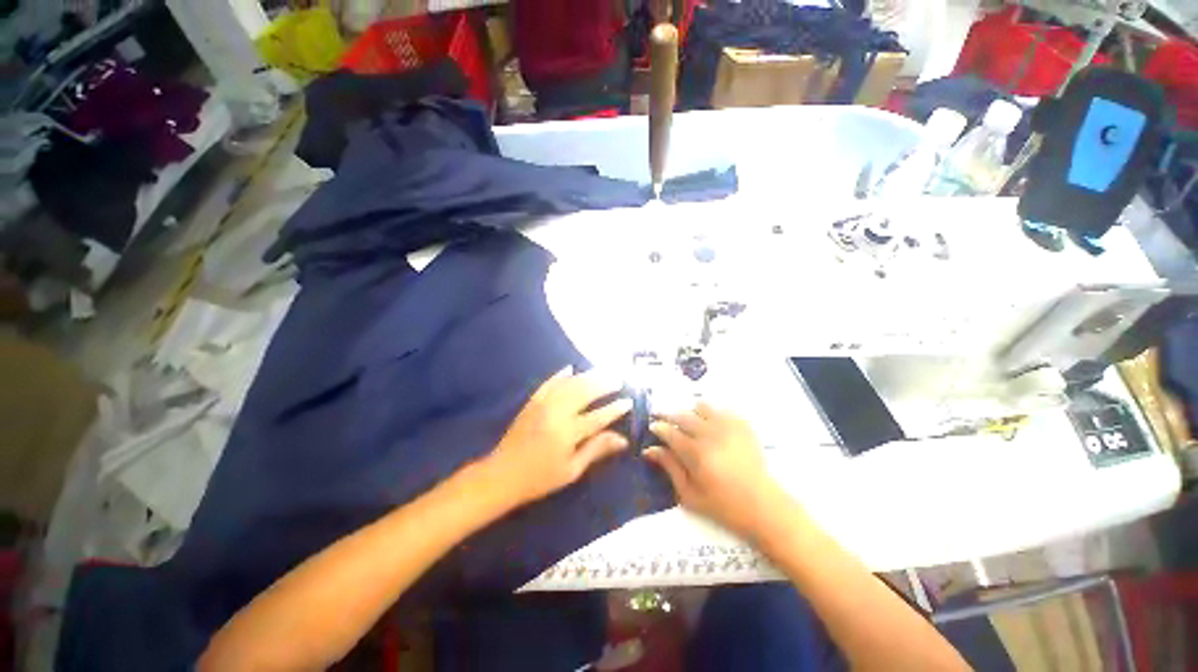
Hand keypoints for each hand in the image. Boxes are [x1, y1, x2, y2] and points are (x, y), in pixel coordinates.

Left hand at [485, 368, 631, 507]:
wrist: (502, 475)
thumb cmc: (540, 478)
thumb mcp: (571, 470)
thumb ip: (596, 450)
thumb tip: (622, 439)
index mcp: (569, 432)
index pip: (598, 416)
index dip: (615, 409)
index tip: (628, 401)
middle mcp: (557, 412)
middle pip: (585, 392)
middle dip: (604, 384)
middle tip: (618, 378)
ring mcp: (543, 404)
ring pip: (570, 384)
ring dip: (588, 376)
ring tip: (603, 371)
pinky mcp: (532, 401)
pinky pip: (549, 383)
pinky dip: (561, 375)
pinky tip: (571, 368)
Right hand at [645, 402, 783, 538]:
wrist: (763, 506)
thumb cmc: (723, 506)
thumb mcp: (690, 494)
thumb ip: (670, 468)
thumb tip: (649, 450)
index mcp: (696, 453)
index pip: (669, 431)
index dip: (658, 427)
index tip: (653, 427)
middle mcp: (710, 434)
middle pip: (682, 415)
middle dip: (668, 415)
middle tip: (664, 419)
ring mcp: (728, 427)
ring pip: (702, 406)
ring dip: (691, 412)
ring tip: (691, 423)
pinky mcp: (743, 425)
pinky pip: (722, 409)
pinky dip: (712, 414)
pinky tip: (712, 426)